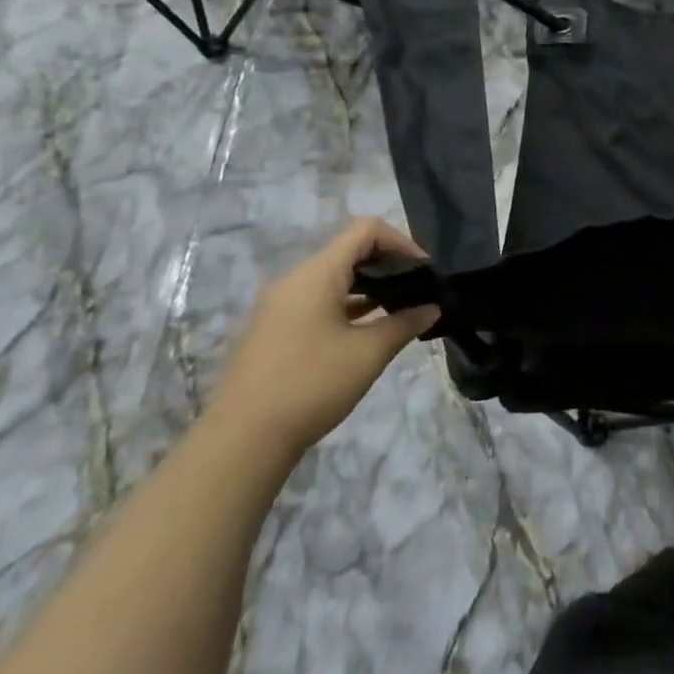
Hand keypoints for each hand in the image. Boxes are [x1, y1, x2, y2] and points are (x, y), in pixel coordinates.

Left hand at [207, 218, 439, 458]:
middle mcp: (295, 281)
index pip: (366, 231)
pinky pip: (318, 301)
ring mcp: (280, 307)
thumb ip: (405, 323)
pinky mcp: (275, 331)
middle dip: (388, 265)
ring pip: (334, 279)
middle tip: (417, 290)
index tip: (423, 271)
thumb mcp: (369, 353)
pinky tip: (368, 331)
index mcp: (316, 274)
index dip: (401, 242)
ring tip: (399, 310)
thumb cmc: (311, 385)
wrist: (241, 442)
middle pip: (349, 252)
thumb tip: (432, 308)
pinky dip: (348, 306)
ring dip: (369, 288)